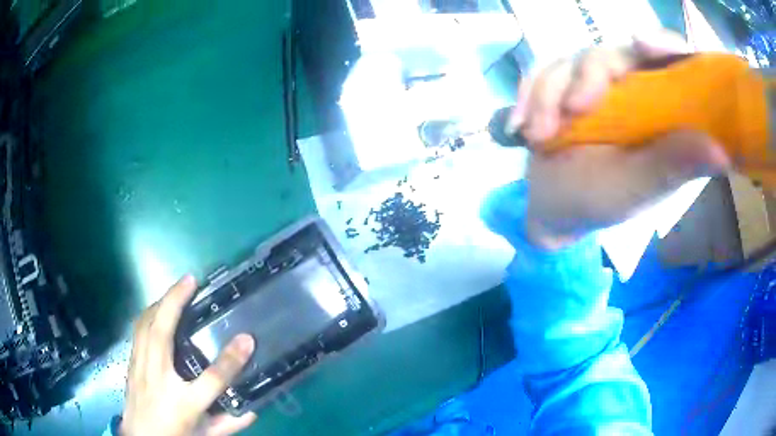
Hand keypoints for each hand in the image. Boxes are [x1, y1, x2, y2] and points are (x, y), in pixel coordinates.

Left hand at [121, 275, 256, 435]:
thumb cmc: (174, 435)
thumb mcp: (205, 434)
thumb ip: (230, 424)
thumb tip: (253, 411)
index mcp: (183, 403)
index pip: (212, 380)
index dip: (231, 360)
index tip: (247, 339)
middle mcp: (158, 379)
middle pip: (162, 332)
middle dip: (175, 301)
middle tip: (190, 280)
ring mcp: (140, 367)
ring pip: (144, 325)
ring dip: (159, 302)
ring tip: (174, 290)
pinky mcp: (131, 362)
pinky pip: (137, 330)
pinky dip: (148, 314)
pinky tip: (155, 309)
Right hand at [511, 33, 730, 249]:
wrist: (554, 210)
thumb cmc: (602, 202)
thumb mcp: (639, 188)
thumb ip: (674, 165)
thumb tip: (722, 152)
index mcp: (660, 109)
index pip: (669, 58)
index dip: (662, 43)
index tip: (642, 44)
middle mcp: (630, 88)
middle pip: (611, 52)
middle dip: (586, 75)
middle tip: (571, 112)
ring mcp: (593, 84)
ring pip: (569, 60)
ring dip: (548, 94)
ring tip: (536, 137)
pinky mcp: (560, 86)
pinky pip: (540, 73)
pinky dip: (527, 96)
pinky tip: (518, 127)